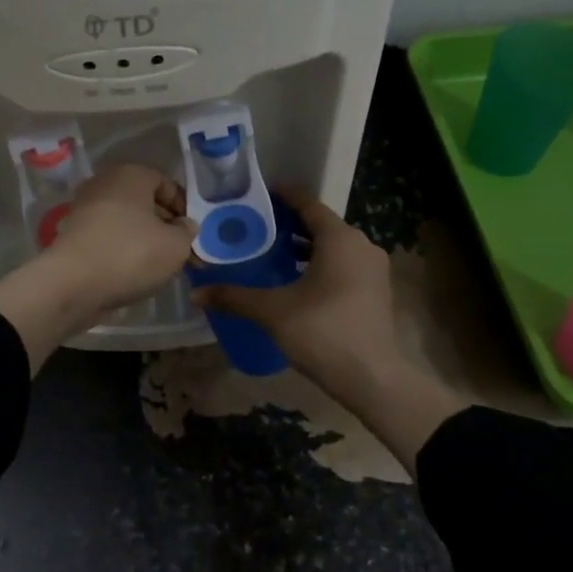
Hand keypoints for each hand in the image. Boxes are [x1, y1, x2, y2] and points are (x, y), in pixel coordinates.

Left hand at [0, 163, 194, 373]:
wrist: (72, 284)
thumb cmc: (131, 254)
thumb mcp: (176, 245)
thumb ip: (187, 232)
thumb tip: (184, 225)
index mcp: (130, 174)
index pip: (166, 183)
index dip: (184, 208)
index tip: (192, 234)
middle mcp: (104, 184)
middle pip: (144, 202)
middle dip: (165, 226)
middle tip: (181, 253)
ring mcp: (84, 209)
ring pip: (126, 221)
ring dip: (144, 240)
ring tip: (160, 266)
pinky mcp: (73, 235)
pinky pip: (108, 238)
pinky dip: (122, 250)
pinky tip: (133, 272)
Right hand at [189, 189, 461, 471]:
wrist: (372, 378)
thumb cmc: (322, 331)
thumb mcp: (272, 311)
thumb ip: (234, 297)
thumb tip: (196, 293)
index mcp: (340, 238)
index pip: (308, 204)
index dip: (283, 196)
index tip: (258, 194)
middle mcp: (361, 245)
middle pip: (322, 224)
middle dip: (290, 223)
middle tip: (256, 225)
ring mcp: (373, 269)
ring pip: (334, 246)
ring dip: (306, 246)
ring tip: (272, 251)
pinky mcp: (376, 290)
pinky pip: (344, 264)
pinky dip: (321, 263)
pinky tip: (297, 279)